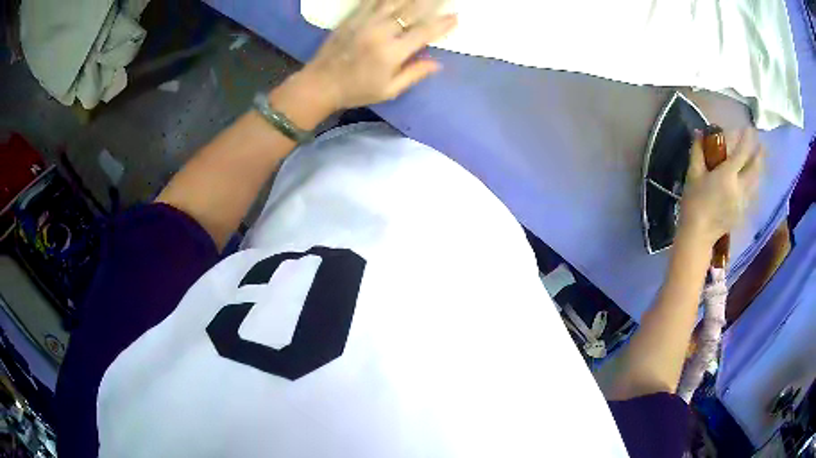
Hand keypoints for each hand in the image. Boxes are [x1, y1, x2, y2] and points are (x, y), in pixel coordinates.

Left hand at [300, 0, 457, 109]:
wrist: (319, 83)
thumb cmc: (356, 90)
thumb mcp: (388, 91)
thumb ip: (413, 74)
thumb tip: (438, 63)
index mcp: (392, 53)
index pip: (424, 33)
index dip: (442, 24)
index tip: (456, 16)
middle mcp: (381, 33)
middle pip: (412, 10)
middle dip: (431, 2)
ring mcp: (365, 22)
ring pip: (393, 1)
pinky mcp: (353, 17)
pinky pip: (372, 0)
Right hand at [679, 129, 764, 245]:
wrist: (698, 235)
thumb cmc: (694, 202)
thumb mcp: (693, 174)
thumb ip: (698, 152)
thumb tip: (700, 132)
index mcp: (728, 175)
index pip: (742, 153)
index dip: (747, 139)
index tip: (750, 129)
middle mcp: (740, 187)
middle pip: (755, 169)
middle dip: (759, 155)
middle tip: (762, 145)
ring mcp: (743, 202)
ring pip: (756, 182)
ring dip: (760, 170)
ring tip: (761, 161)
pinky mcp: (743, 213)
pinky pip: (753, 194)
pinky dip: (756, 183)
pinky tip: (755, 181)